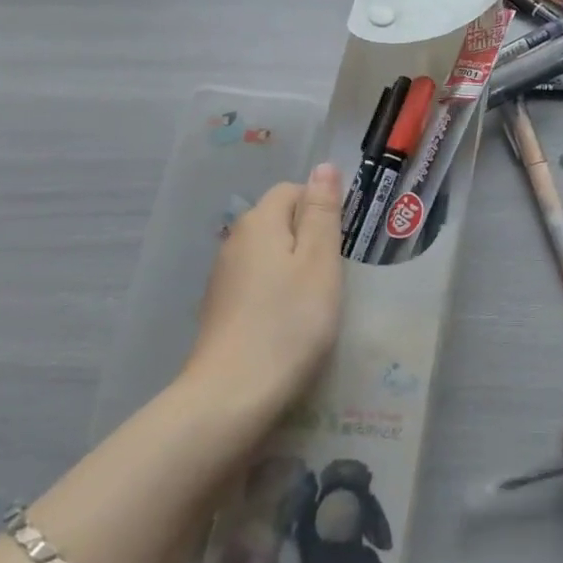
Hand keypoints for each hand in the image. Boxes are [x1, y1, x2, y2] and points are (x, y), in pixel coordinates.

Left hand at [184, 162, 344, 417]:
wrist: (231, 396)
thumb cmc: (289, 323)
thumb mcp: (320, 262)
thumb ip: (322, 212)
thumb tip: (324, 166)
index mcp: (260, 221)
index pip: (293, 190)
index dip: (321, 208)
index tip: (342, 245)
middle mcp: (235, 241)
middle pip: (279, 222)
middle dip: (309, 240)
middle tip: (335, 276)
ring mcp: (223, 278)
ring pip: (269, 255)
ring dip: (293, 270)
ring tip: (316, 304)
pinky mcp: (220, 310)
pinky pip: (256, 285)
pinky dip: (276, 295)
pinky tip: (289, 325)